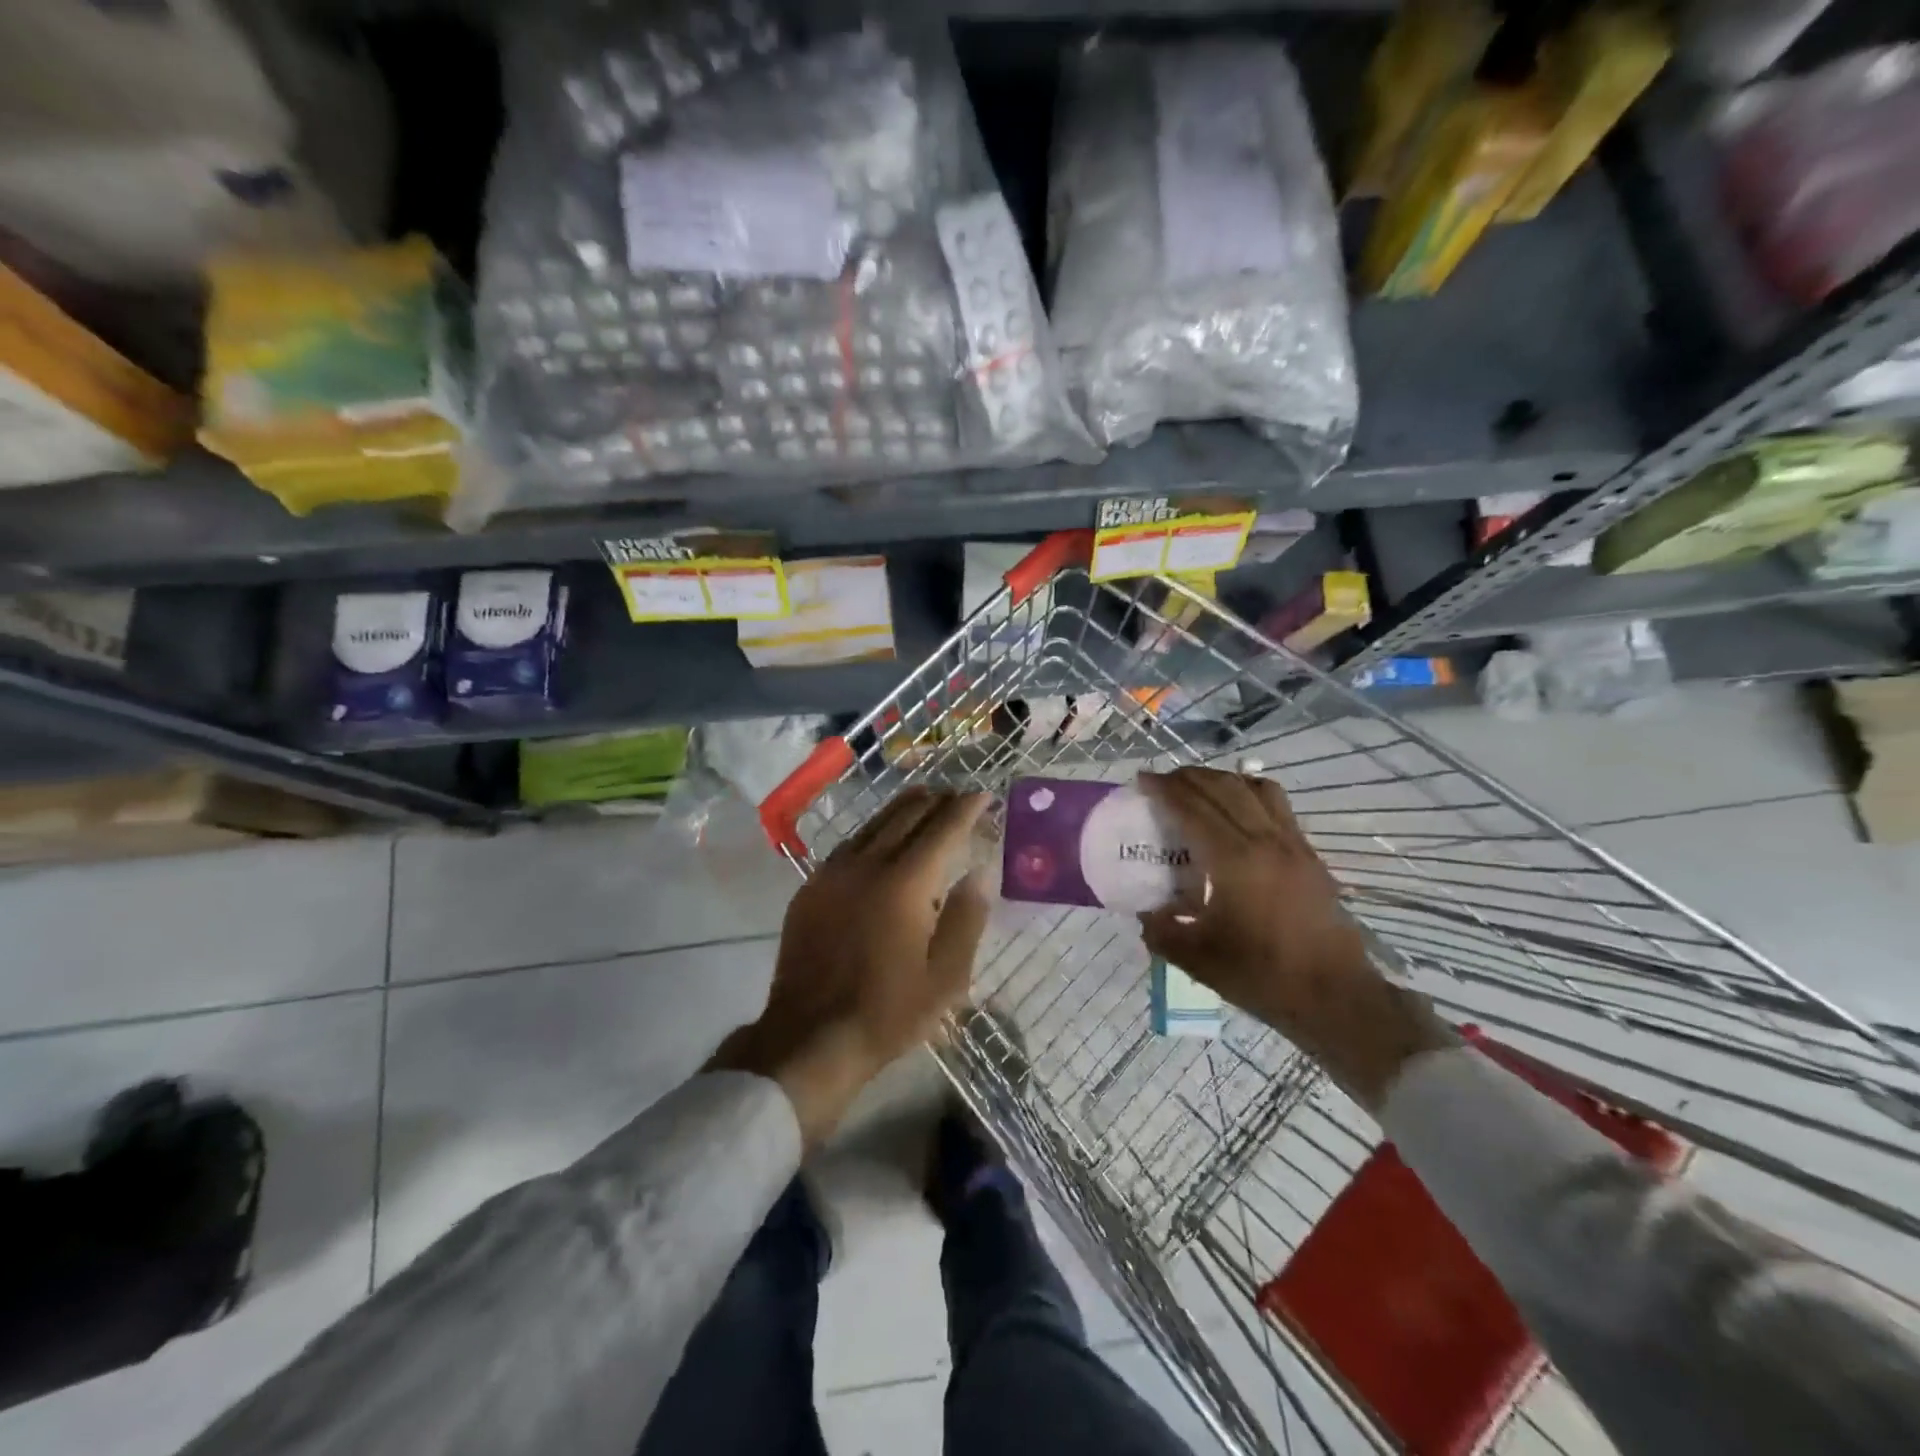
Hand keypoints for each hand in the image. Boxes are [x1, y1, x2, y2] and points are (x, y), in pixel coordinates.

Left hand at [712, 787, 990, 1145]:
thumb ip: (966, 917)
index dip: (966, 808)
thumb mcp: (945, 976)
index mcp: (905, 884)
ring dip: (904, 808)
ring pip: (874, 823)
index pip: (942, 829)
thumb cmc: (888, 1012)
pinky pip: (850, 843)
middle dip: (937, 800)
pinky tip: (882, 835)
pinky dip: (875, 830)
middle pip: (906, 815)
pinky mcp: (812, 887)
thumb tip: (980, 872)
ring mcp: (833, 873)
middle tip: (959, 796)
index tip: (983, 794)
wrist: (811, 1037)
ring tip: (926, 799)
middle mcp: (867, 865)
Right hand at [1137, 767, 1452, 1106]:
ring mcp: (1292, 844)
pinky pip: (1277, 804)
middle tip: (1162, 782)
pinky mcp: (1309, 854)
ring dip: (1221, 779)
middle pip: (1223, 788)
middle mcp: (1265, 840)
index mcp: (1234, 861)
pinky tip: (1238, 810)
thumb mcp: (1197, 959)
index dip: (1164, 790)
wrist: (1335, 996)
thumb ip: (1162, 930)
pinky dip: (1249, 792)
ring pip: (1254, 788)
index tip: (1142, 780)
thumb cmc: (1263, 976)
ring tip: (1199, 788)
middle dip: (1188, 778)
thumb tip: (1146, 913)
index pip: (1193, 808)